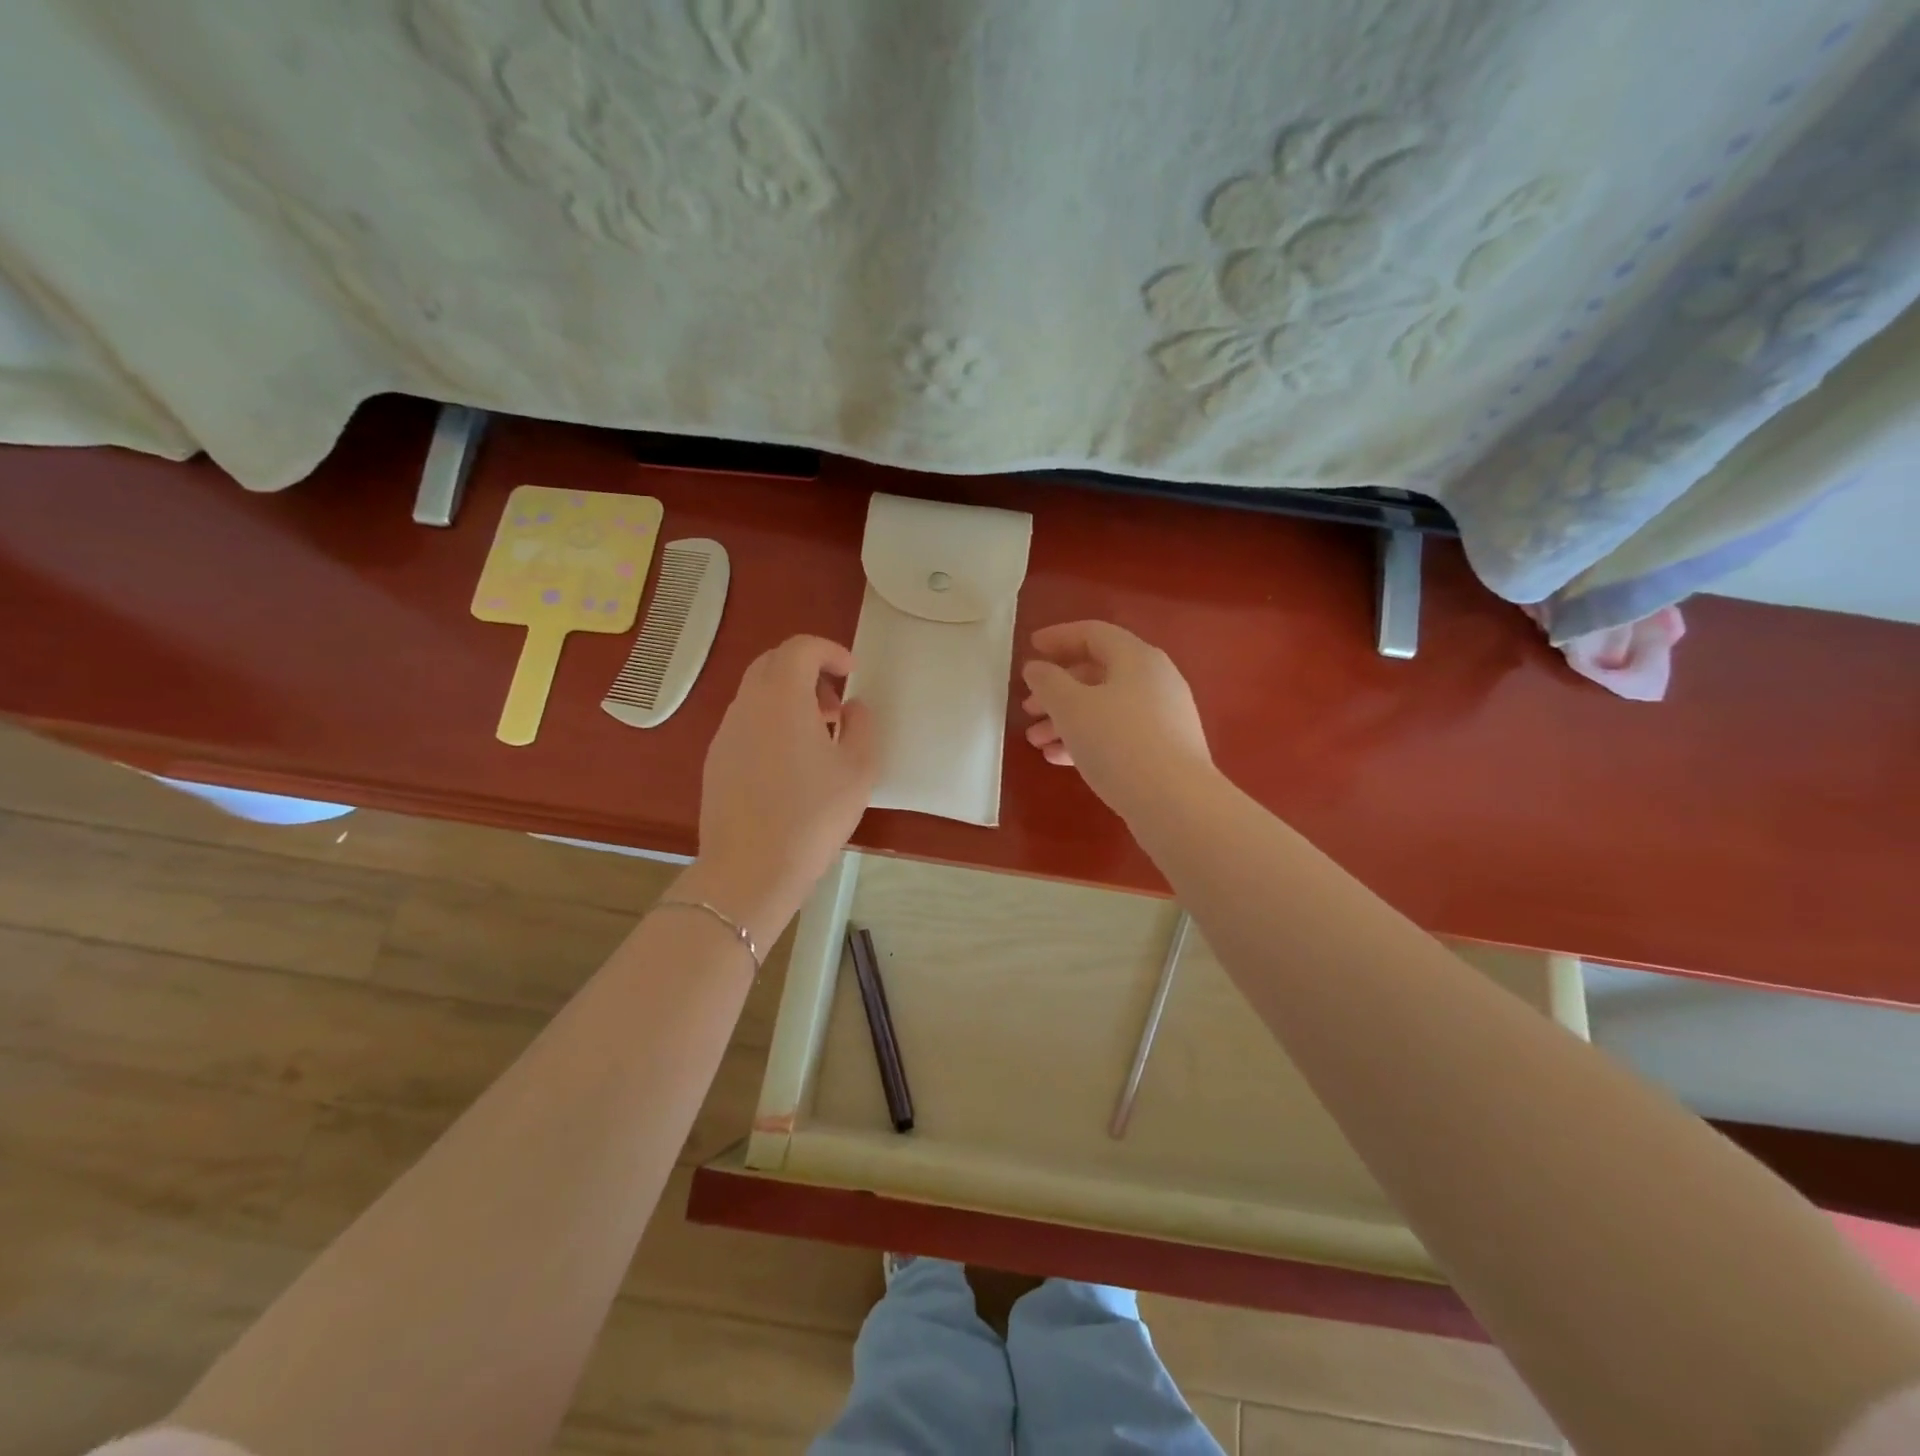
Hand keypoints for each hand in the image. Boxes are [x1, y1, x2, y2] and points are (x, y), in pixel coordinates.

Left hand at [694, 635, 878, 914]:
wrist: (751, 869)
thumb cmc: (813, 815)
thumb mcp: (859, 770)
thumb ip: (863, 726)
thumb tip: (853, 707)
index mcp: (782, 697)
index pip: (800, 648)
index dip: (829, 651)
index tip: (851, 673)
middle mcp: (747, 705)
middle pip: (773, 664)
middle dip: (808, 672)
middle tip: (835, 705)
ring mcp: (726, 733)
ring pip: (757, 693)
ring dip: (789, 699)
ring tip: (818, 737)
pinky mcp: (716, 760)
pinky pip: (746, 723)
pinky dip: (771, 723)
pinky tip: (790, 764)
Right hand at [1021, 621, 1212, 821]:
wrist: (1176, 803)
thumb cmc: (1118, 743)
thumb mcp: (1072, 708)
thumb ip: (1048, 682)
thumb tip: (1036, 668)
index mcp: (1137, 658)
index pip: (1094, 634)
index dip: (1058, 637)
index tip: (1031, 648)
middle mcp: (1155, 680)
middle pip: (1098, 672)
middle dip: (1058, 689)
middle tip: (1028, 707)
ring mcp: (1163, 717)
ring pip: (1106, 707)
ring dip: (1067, 720)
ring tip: (1036, 742)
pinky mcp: (1164, 750)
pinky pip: (1118, 734)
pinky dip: (1087, 740)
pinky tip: (1059, 759)